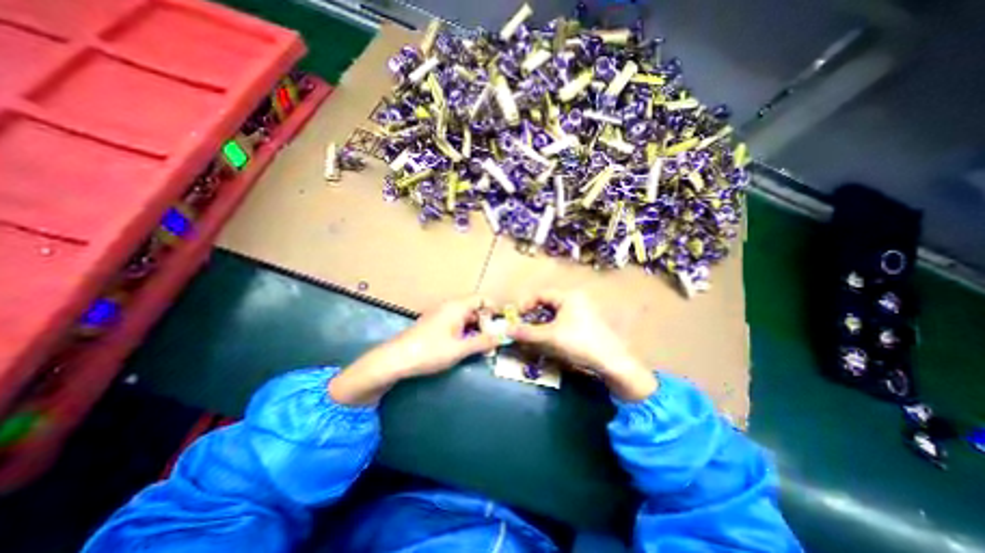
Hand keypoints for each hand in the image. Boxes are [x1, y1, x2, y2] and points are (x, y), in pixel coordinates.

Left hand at [329, 295, 501, 403]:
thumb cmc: (429, 351)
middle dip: (485, 322)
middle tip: (492, 340)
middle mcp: (449, 307)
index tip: (499, 325)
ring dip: (475, 329)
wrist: (395, 360)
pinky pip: (455, 323)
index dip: (492, 309)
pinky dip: (464, 332)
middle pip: (474, 308)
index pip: (481, 298)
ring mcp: (440, 315)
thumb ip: (482, 342)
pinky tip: (464, 347)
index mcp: (457, 307)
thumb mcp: (459, 349)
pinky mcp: (434, 325)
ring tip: (481, 346)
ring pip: (464, 317)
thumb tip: (501, 336)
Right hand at [508, 291, 651, 401]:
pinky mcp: (586, 325)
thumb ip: (526, 333)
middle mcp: (576, 300)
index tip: (516, 317)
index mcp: (568, 297)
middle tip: (523, 327)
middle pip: (547, 304)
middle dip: (532, 316)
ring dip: (542, 324)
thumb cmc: (579, 343)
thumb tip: (506, 330)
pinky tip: (550, 342)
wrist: (612, 363)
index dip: (525, 304)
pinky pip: (563, 322)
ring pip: (555, 315)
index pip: (540, 294)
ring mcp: (583, 312)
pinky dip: (552, 329)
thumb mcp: (550, 337)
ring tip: (534, 337)